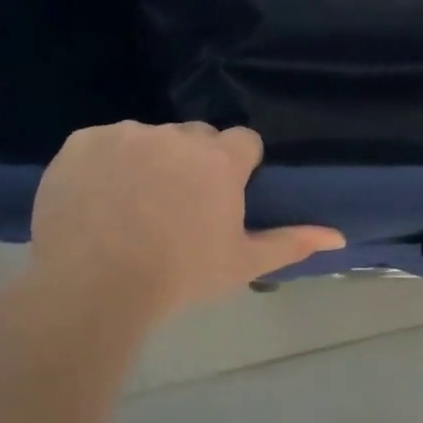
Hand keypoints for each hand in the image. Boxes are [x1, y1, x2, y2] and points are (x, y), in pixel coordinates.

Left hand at [26, 122, 344, 318]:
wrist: (91, 288)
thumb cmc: (179, 276)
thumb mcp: (241, 263)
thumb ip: (292, 242)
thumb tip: (339, 236)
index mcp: (220, 159)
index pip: (243, 141)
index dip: (237, 167)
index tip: (222, 198)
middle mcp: (176, 136)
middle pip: (196, 137)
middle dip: (194, 161)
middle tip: (177, 206)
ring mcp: (126, 134)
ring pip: (149, 138)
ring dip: (149, 160)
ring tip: (132, 206)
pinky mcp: (83, 141)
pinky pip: (103, 143)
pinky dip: (105, 164)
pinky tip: (98, 200)